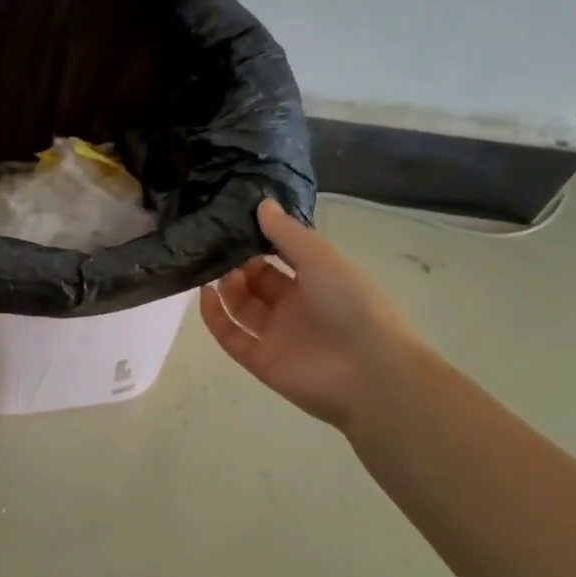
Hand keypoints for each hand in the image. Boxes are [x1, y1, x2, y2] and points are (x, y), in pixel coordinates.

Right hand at [200, 200, 420, 432]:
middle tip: (218, 245)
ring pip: (242, 307)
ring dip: (226, 286)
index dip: (258, 242)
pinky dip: (215, 316)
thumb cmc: (352, 304)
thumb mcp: (321, 258)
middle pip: (257, 281)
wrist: (369, 372)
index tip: (234, 223)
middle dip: (238, 263)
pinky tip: (205, 294)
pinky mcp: (260, 361)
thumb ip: (287, 233)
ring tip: (212, 268)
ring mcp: (277, 335)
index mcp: (317, 281)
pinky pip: (231, 336)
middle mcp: (296, 307)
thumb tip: (261, 204)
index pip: (280, 257)